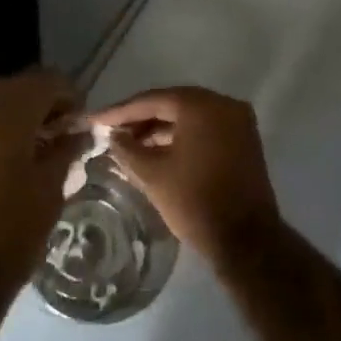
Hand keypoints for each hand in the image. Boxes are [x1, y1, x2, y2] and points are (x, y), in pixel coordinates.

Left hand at [0, 70, 80, 297]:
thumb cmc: (9, 237)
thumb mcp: (49, 192)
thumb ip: (65, 151)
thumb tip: (77, 132)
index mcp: (1, 119)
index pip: (43, 81)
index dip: (68, 93)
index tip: (80, 119)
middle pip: (13, 87)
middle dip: (41, 101)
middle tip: (62, 130)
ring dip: (16, 114)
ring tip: (37, 145)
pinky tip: (8, 158)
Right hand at [90, 87, 282, 258]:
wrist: (245, 239)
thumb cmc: (194, 201)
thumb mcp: (151, 174)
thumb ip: (126, 149)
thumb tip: (114, 136)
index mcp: (201, 105)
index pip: (152, 100)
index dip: (120, 112)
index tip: (95, 120)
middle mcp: (224, 104)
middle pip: (172, 104)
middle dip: (140, 119)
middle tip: (112, 131)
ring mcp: (238, 122)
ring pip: (190, 117)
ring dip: (160, 129)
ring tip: (130, 145)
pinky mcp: (244, 141)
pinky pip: (205, 130)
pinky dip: (181, 137)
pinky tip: (157, 151)